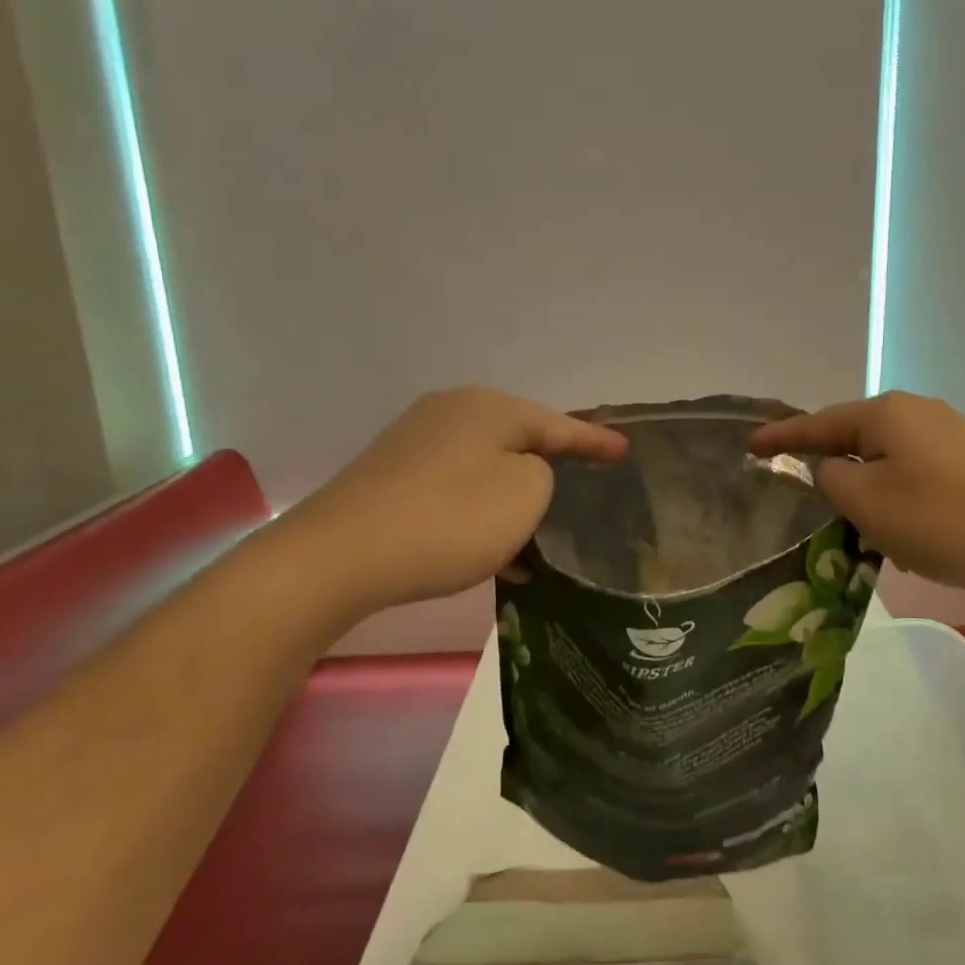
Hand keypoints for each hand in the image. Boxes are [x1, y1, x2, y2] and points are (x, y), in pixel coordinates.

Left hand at [283, 387, 627, 615]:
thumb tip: (518, 474)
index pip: (558, 424)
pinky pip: (455, 491)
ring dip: (513, 501)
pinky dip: (480, 516)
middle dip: (551, 468)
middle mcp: (450, 412)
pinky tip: (495, 554)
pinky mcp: (391, 477)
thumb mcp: (525, 494)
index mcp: (489, 407)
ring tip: (541, 535)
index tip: (624, 450)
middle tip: (583, 486)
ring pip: (485, 469)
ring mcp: (415, 443)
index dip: (595, 441)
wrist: (340, 556)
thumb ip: (542, 474)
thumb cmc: (450, 519)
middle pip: (518, 440)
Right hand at [748, 392, 964, 599]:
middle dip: (826, 463)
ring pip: (887, 458)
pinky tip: (902, 525)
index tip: (749, 446)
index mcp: (885, 414)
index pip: (817, 424)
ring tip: (850, 520)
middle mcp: (917, 412)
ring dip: (865, 486)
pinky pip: (916, 472)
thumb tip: (832, 469)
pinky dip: (897, 495)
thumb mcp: (870, 506)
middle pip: (854, 436)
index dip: (780, 438)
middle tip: (799, 491)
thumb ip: (833, 482)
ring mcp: (952, 433)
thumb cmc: (946, 520)